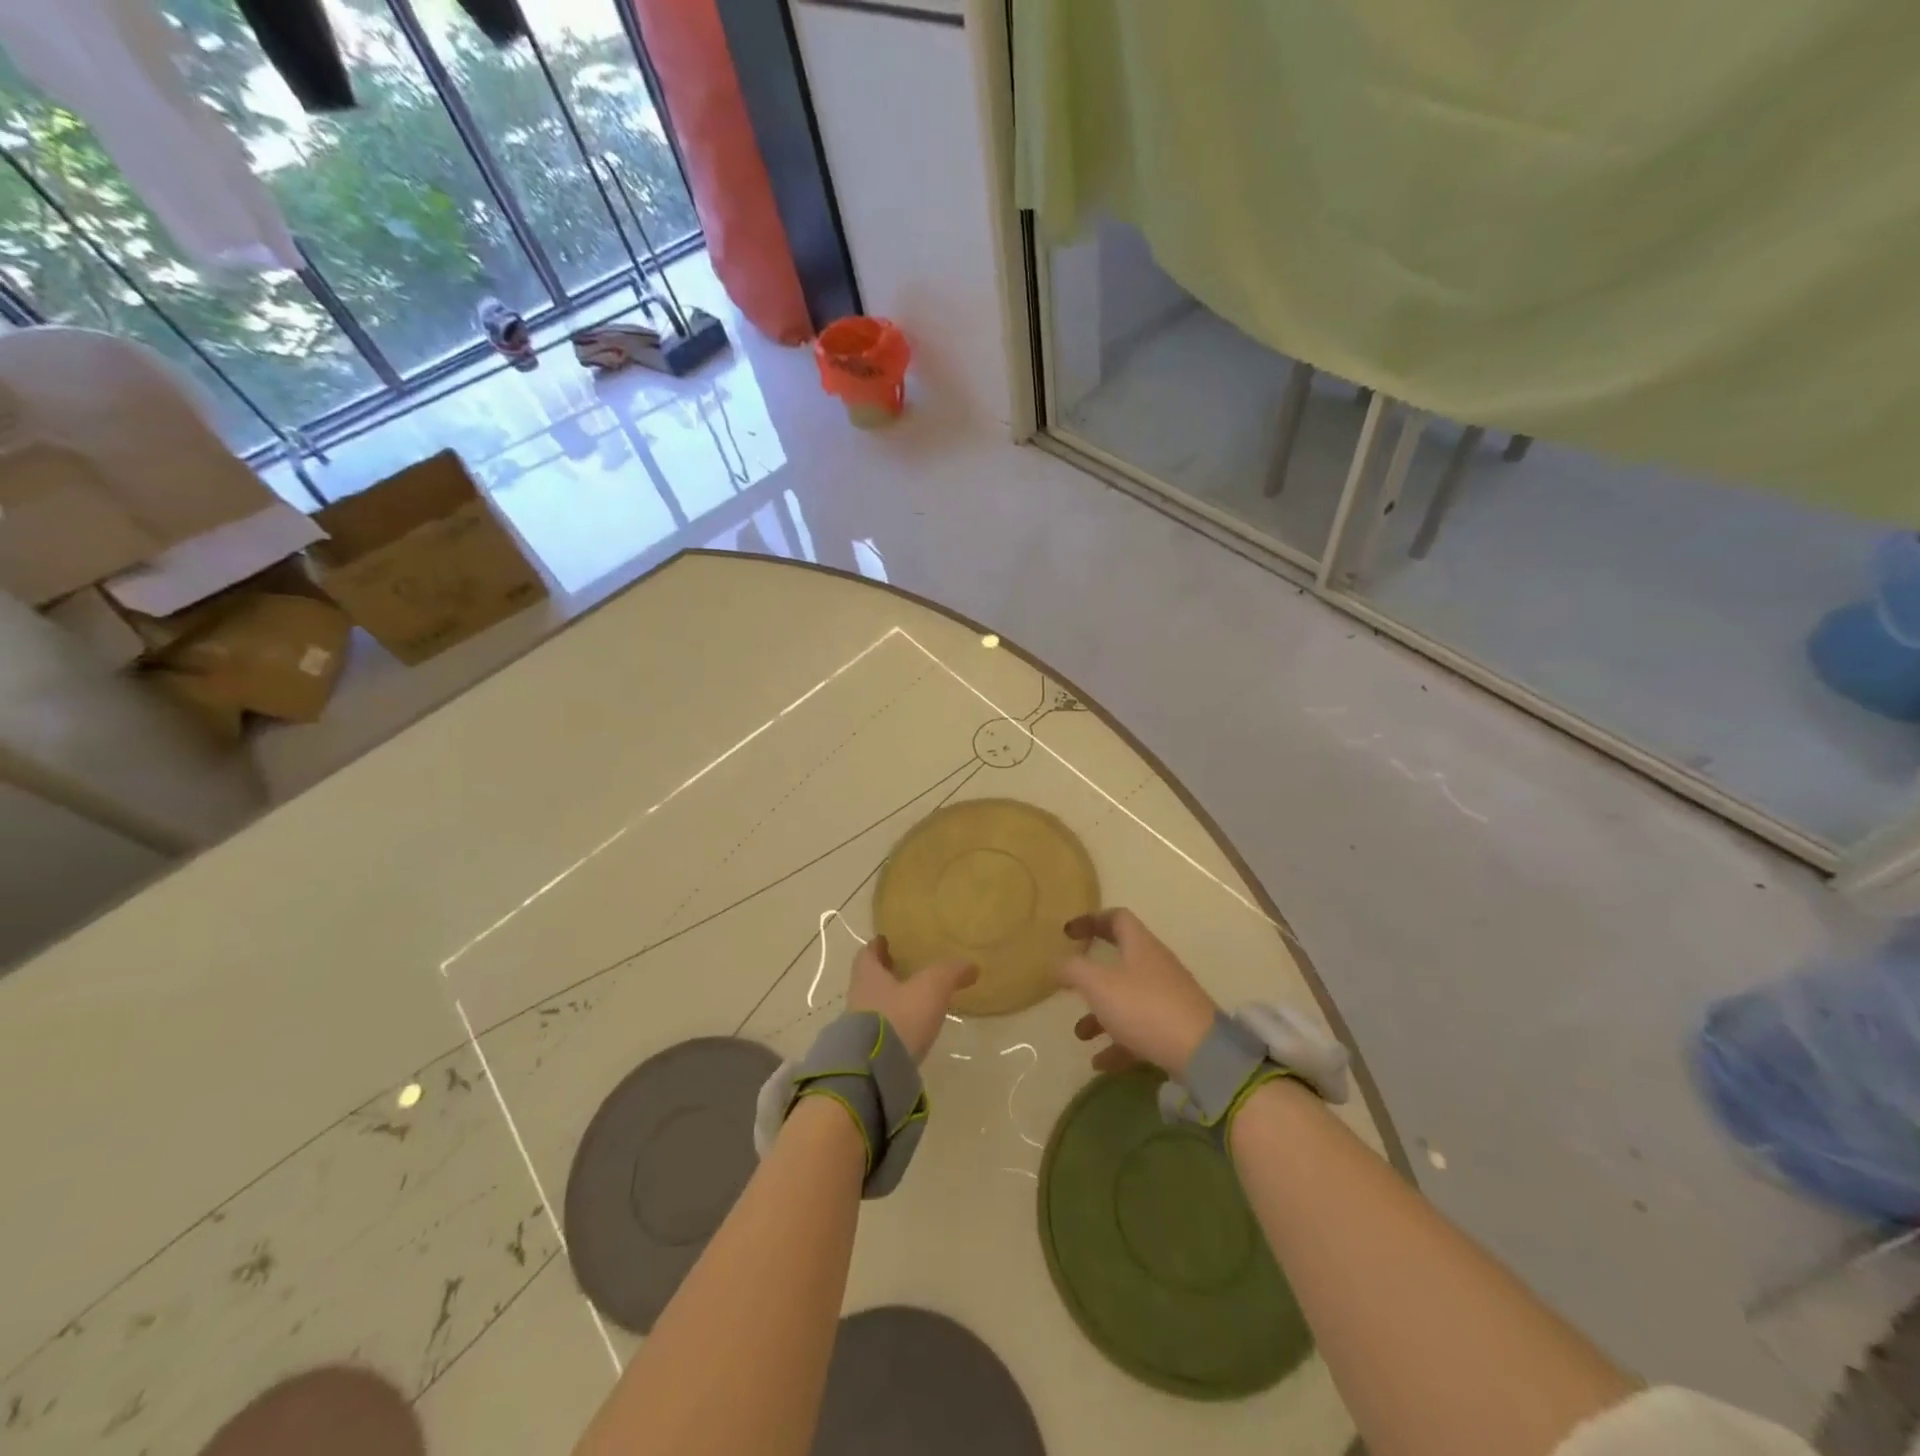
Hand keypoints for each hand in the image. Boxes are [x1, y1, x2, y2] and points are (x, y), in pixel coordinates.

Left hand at [847, 935, 977, 1062]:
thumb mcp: (931, 988)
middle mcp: (858, 999)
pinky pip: (879, 1033)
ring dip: (889, 1003)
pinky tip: (909, 1032)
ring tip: (912, 1003)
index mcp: (868, 976)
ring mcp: (858, 1030)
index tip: (886, 942)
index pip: (867, 954)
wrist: (874, 1073)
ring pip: (873, 1007)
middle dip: (885, 975)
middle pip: (869, 981)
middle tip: (904, 970)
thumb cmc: (899, 1017)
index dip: (878, 946)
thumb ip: (950, 973)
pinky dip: (892, 1028)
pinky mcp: (866, 1055)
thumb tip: (971, 965)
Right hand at [1058, 908, 1218, 1077]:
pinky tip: (1102, 1063)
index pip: (1116, 918)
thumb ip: (1073, 970)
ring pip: (1128, 998)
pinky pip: (1141, 1029)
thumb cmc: (1145, 1008)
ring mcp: (1169, 997)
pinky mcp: (1176, 1027)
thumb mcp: (1099, 985)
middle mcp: (1156, 965)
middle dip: (1092, 975)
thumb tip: (1056, 962)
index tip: (1067, 933)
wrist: (1202, 1054)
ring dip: (1101, 1014)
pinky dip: (1119, 1042)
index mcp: (1140, 945)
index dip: (1090, 920)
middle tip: (1071, 985)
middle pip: (1121, 959)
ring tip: (1081, 1035)